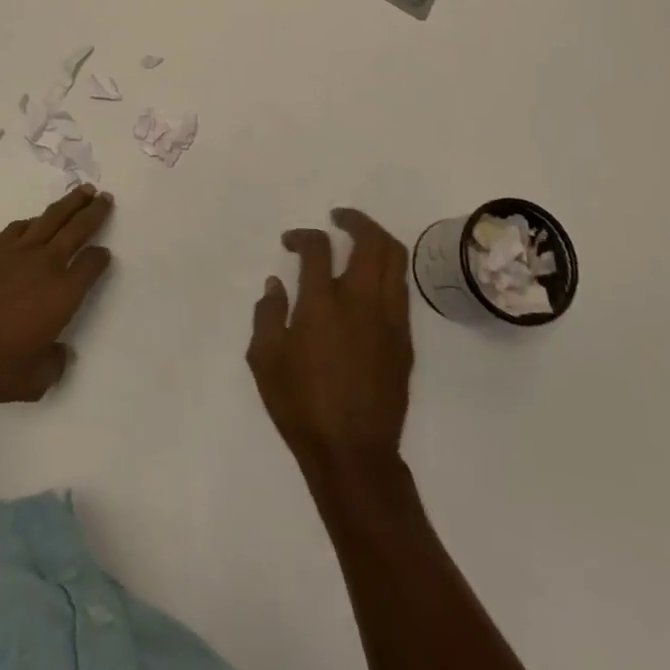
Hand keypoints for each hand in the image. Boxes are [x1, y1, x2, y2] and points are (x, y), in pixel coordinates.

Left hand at [0, 186, 114, 403]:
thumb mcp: (32, 382)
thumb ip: (53, 366)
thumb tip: (60, 353)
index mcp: (62, 294)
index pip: (91, 266)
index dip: (100, 258)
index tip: (104, 254)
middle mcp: (45, 264)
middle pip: (76, 229)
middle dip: (93, 212)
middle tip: (104, 196)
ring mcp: (14, 251)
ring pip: (49, 219)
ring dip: (68, 205)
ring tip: (80, 192)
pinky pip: (18, 228)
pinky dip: (32, 221)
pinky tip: (34, 221)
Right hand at [248, 208, 413, 480]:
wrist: (353, 453)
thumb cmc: (301, 405)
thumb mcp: (265, 360)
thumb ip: (267, 314)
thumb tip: (275, 284)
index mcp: (322, 303)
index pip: (317, 248)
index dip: (302, 235)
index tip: (290, 242)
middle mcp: (361, 301)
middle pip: (371, 241)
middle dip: (355, 220)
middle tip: (338, 217)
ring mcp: (389, 319)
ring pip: (395, 260)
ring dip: (377, 239)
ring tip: (359, 238)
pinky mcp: (404, 339)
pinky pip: (400, 289)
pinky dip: (386, 271)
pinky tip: (369, 280)